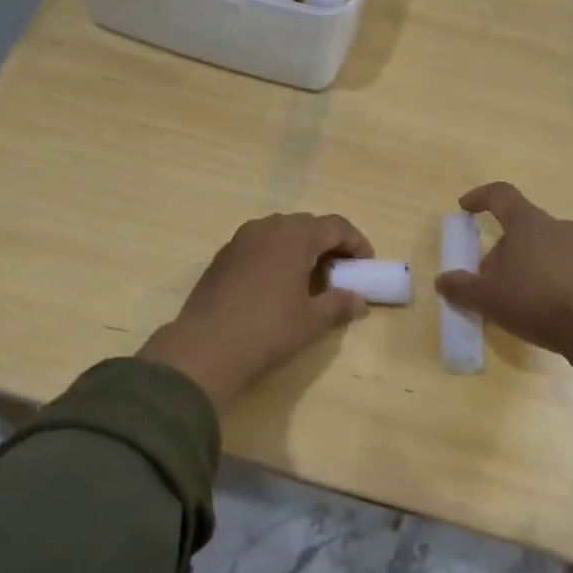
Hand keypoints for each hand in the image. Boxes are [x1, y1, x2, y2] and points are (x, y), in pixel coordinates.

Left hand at [139, 213, 372, 410]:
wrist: (206, 347)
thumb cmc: (268, 330)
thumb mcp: (311, 320)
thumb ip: (339, 304)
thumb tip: (359, 302)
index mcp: (295, 235)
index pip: (336, 226)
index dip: (357, 243)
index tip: (366, 265)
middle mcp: (268, 227)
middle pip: (308, 225)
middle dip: (329, 244)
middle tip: (342, 271)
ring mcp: (241, 240)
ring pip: (281, 233)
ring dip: (302, 248)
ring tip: (311, 278)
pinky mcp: (222, 256)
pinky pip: (259, 245)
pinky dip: (277, 256)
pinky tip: (278, 285)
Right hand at [434, 182, 572, 405]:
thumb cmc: (533, 299)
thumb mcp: (487, 297)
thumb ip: (461, 286)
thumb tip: (443, 280)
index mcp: (527, 222)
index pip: (501, 195)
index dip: (480, 197)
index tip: (465, 207)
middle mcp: (554, 226)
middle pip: (520, 225)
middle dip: (499, 246)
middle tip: (485, 274)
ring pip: (539, 245)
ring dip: (520, 262)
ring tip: (508, 293)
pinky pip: (557, 263)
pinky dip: (540, 275)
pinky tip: (533, 303)